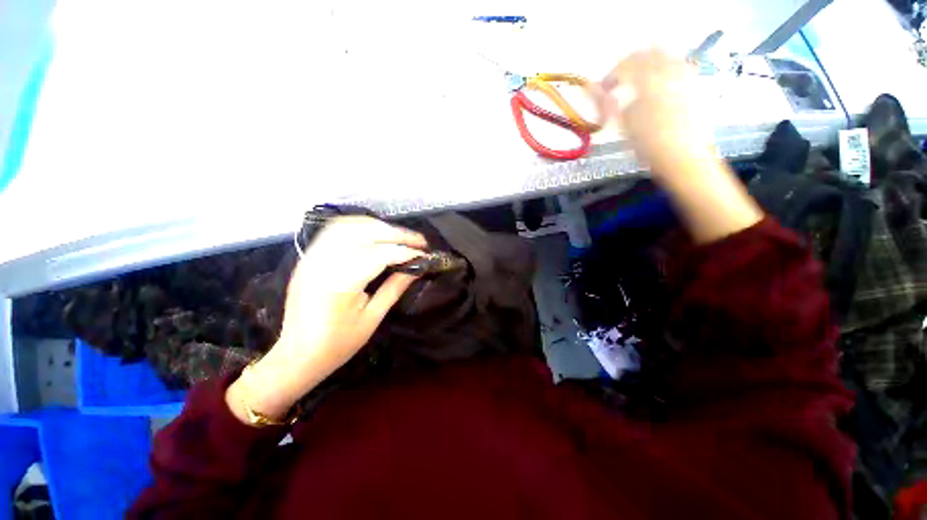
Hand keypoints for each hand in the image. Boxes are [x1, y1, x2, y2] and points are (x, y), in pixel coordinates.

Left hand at [226, 216, 426, 422]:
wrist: (296, 355)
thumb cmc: (337, 344)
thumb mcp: (372, 318)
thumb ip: (394, 288)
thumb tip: (417, 268)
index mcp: (339, 284)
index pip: (380, 255)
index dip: (406, 252)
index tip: (426, 254)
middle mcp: (323, 263)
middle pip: (365, 233)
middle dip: (397, 234)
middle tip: (419, 241)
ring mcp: (313, 256)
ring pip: (350, 225)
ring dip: (380, 226)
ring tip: (401, 236)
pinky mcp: (310, 256)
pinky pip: (336, 230)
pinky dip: (360, 227)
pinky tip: (376, 234)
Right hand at [592, 49, 761, 243]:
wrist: (684, 159)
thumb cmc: (650, 146)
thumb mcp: (623, 125)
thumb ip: (606, 104)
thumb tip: (589, 88)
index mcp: (649, 81)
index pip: (625, 65)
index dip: (610, 76)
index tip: (602, 90)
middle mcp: (670, 72)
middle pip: (648, 53)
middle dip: (630, 65)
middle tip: (619, 82)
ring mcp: (686, 77)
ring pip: (666, 56)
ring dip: (648, 66)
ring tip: (637, 84)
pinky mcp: (696, 86)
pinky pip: (679, 67)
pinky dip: (665, 71)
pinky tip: (658, 87)